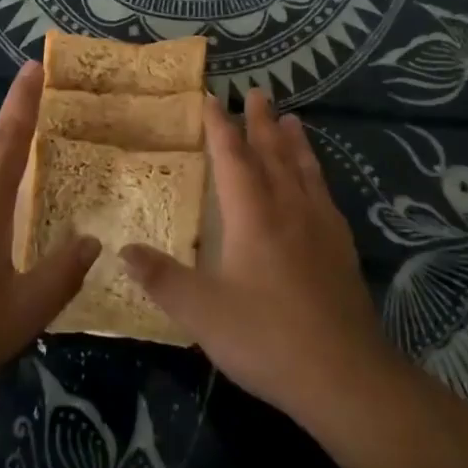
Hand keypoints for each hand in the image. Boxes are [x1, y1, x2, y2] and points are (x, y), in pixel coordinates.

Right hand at [121, 90, 396, 424]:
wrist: (344, 375)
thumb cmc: (266, 337)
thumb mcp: (202, 313)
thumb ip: (162, 279)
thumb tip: (123, 250)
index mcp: (252, 215)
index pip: (232, 157)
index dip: (220, 127)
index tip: (212, 99)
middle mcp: (288, 209)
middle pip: (273, 153)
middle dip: (262, 122)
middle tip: (258, 92)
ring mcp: (320, 227)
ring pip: (304, 170)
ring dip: (295, 142)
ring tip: (293, 119)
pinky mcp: (342, 249)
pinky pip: (325, 196)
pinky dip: (317, 176)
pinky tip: (318, 184)